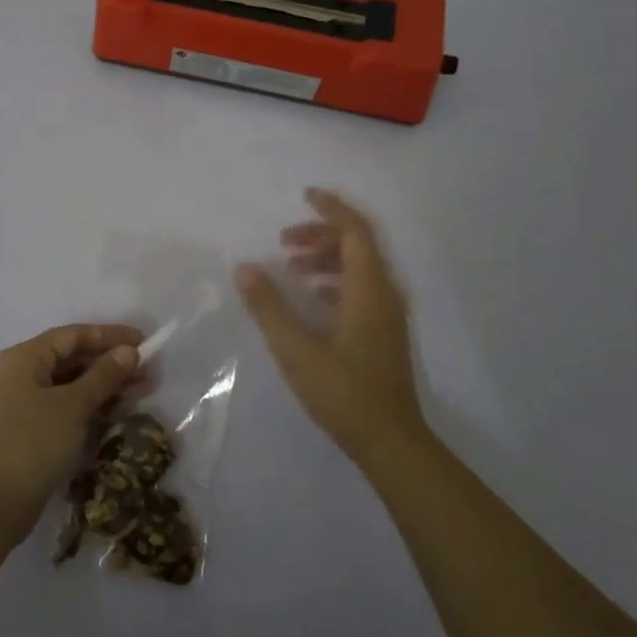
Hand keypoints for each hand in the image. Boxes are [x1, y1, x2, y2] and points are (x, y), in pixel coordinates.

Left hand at [0, 323, 143, 552]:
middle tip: (147, 373)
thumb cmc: (32, 443)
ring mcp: (23, 404)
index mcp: (25, 358)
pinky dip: (91, 407)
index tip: (143, 341)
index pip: (73, 335)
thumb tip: (129, 352)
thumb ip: (103, 375)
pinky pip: (66, 407)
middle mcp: (21, 375)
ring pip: (71, 385)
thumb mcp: (73, 405)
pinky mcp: (30, 431)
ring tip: (141, 393)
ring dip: (105, 386)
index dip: (109, 335)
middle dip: (111, 363)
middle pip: (72, 359)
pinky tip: (117, 413)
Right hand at [235, 188, 426, 465]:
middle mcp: (385, 294)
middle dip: (321, 235)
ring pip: (360, 268)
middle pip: (358, 246)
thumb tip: (245, 268)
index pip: (355, 231)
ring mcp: (388, 315)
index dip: (331, 208)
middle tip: (283, 242)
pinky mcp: (385, 333)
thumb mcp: (296, 349)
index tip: (305, 194)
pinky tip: (312, 300)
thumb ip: (269, 306)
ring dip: (327, 259)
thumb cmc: (343, 392)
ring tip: (292, 268)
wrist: (390, 441)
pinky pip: (362, 289)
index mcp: (369, 289)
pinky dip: (335, 282)